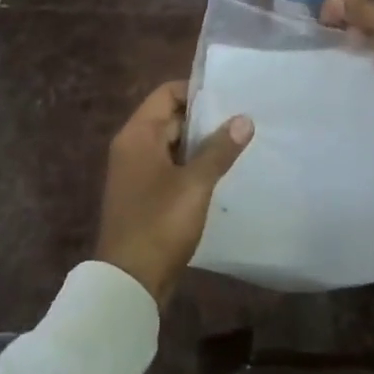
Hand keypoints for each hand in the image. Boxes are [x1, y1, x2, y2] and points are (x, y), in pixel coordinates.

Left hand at [95, 82, 253, 304]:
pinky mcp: (144, 196)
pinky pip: (170, 168)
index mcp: (138, 135)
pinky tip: (221, 173)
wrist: (129, 282)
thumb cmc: (159, 223)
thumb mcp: (195, 184)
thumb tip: (244, 119)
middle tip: (241, 118)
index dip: (196, 91)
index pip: (167, 94)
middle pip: (170, 117)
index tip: (229, 95)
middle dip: (204, 118)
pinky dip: (192, 166)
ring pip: (173, 145)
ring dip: (201, 144)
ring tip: (238, 142)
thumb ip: (219, 149)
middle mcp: (132, 147)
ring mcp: (136, 173)